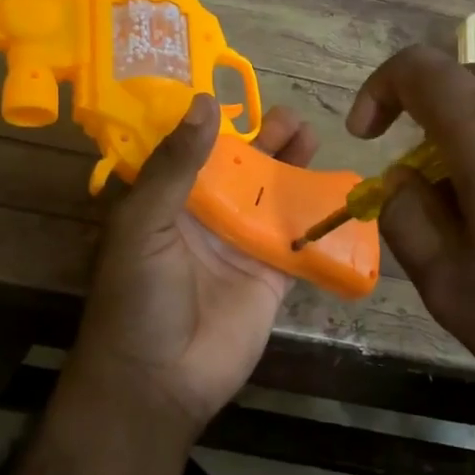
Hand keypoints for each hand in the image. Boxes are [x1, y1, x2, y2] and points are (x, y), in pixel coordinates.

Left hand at [67, 95, 318, 442]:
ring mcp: (240, 246)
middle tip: (291, 118)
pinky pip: (297, 239)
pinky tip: (336, 189)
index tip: (241, 93)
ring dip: (292, 168)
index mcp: (167, 202)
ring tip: (312, 136)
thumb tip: (205, 103)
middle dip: (265, 142)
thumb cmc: (138, 297)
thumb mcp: (144, 224)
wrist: (158, 381)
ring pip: (272, 197)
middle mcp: (205, 218)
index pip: (194, 152)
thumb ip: (176, 166)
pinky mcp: (271, 275)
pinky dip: (316, 216)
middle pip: (241, 170)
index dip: (216, 124)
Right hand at [349, 46, 474, 474]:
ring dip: (466, 142)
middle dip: (422, 118)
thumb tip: (403, 184)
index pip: (420, 68)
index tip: (367, 137)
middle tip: (411, 181)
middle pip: (465, 82)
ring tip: (463, 213)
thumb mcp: (449, 284)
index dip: (379, 90)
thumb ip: (406, 218)